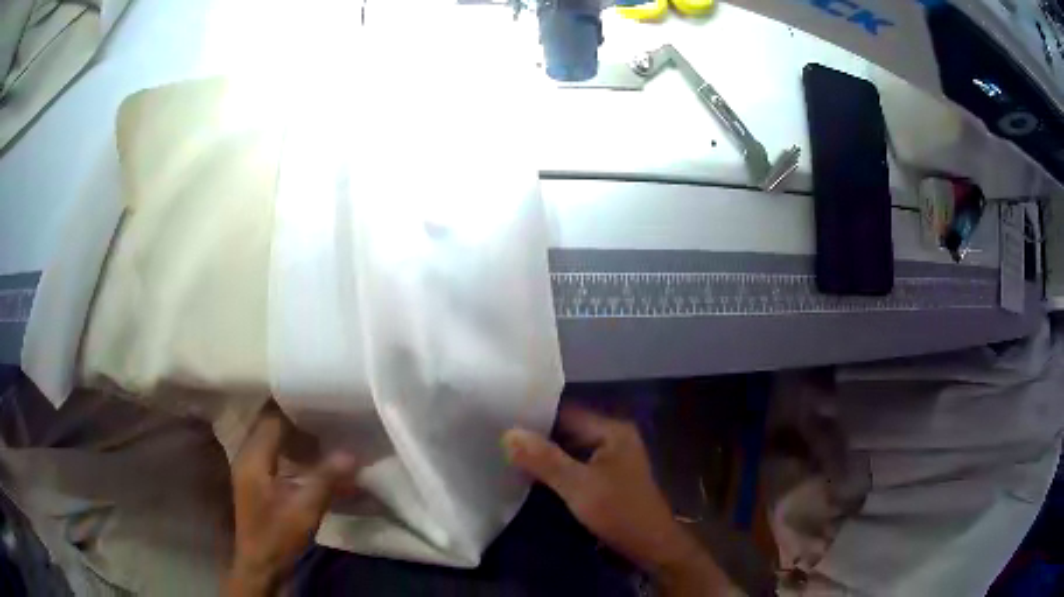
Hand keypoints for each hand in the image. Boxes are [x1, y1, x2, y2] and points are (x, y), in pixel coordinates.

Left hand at [224, 408, 357, 596]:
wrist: (261, 565)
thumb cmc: (278, 536)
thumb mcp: (305, 509)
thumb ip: (326, 479)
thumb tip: (352, 453)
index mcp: (253, 457)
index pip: (271, 417)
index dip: (294, 404)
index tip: (320, 397)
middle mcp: (247, 455)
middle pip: (269, 423)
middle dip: (296, 416)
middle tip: (326, 411)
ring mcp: (250, 468)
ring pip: (271, 437)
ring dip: (294, 433)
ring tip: (324, 430)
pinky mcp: (256, 480)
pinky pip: (273, 452)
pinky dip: (291, 448)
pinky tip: (312, 456)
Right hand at [503, 408, 732, 595]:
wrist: (651, 546)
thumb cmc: (619, 512)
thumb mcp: (579, 486)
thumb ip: (545, 460)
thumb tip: (508, 433)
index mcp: (612, 430)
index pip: (566, 411)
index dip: (535, 414)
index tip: (500, 416)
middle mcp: (613, 438)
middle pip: (567, 430)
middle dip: (536, 436)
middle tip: (498, 436)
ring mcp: (611, 459)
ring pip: (569, 449)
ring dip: (544, 454)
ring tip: (506, 452)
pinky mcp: (606, 479)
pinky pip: (575, 466)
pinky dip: (555, 468)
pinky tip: (529, 473)